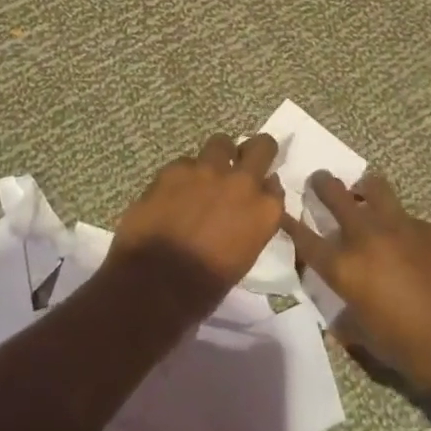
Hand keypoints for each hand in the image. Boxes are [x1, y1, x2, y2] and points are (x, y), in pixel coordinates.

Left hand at [105, 133, 285, 324]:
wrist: (155, 285)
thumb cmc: (204, 287)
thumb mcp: (242, 257)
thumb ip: (250, 224)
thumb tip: (245, 210)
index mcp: (265, 211)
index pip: (275, 185)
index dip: (265, 186)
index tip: (257, 192)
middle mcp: (243, 183)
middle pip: (262, 146)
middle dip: (256, 151)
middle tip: (243, 162)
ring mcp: (208, 171)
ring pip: (221, 143)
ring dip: (217, 156)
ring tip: (204, 174)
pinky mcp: (175, 169)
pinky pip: (185, 162)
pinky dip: (183, 174)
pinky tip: (172, 192)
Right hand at [281, 172, 430, 395]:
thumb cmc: (421, 351)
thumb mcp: (377, 347)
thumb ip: (352, 327)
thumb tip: (341, 323)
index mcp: (346, 269)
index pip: (305, 239)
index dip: (288, 223)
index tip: (278, 209)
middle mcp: (366, 237)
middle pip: (334, 194)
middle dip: (321, 185)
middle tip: (318, 182)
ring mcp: (400, 226)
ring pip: (373, 187)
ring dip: (362, 187)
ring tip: (363, 192)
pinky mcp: (430, 226)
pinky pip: (405, 213)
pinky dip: (397, 219)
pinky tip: (406, 237)